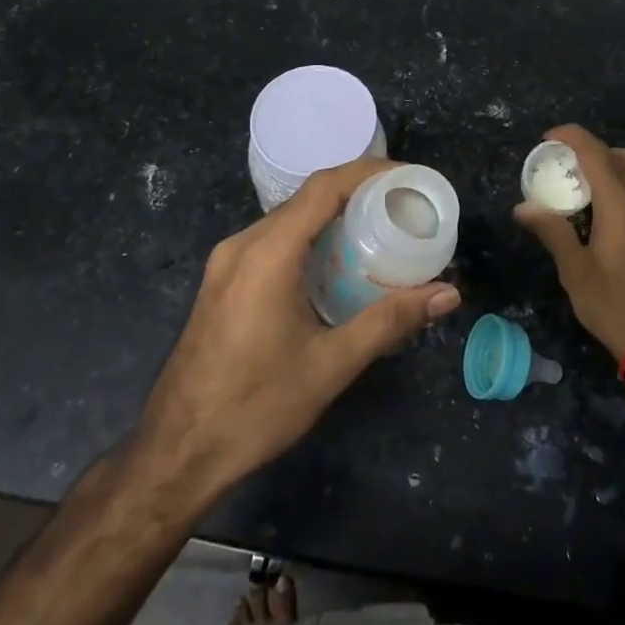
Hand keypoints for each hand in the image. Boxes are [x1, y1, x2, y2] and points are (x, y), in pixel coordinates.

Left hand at [134, 158, 461, 503]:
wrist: (176, 453)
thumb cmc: (255, 407)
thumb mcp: (331, 365)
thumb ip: (390, 321)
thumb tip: (447, 295)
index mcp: (267, 253)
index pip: (323, 187)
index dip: (368, 171)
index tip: (408, 176)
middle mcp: (242, 244)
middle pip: (306, 199)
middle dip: (356, 192)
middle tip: (402, 205)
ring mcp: (227, 263)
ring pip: (288, 220)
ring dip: (332, 216)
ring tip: (378, 228)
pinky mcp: (222, 282)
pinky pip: (272, 241)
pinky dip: (309, 238)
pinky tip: (336, 263)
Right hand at [514, 125, 624, 358]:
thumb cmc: (615, 305)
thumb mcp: (575, 270)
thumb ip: (552, 231)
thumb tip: (522, 207)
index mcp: (621, 206)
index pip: (596, 155)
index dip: (573, 137)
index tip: (549, 137)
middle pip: (623, 158)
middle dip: (594, 149)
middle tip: (569, 159)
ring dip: (622, 161)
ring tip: (599, 173)